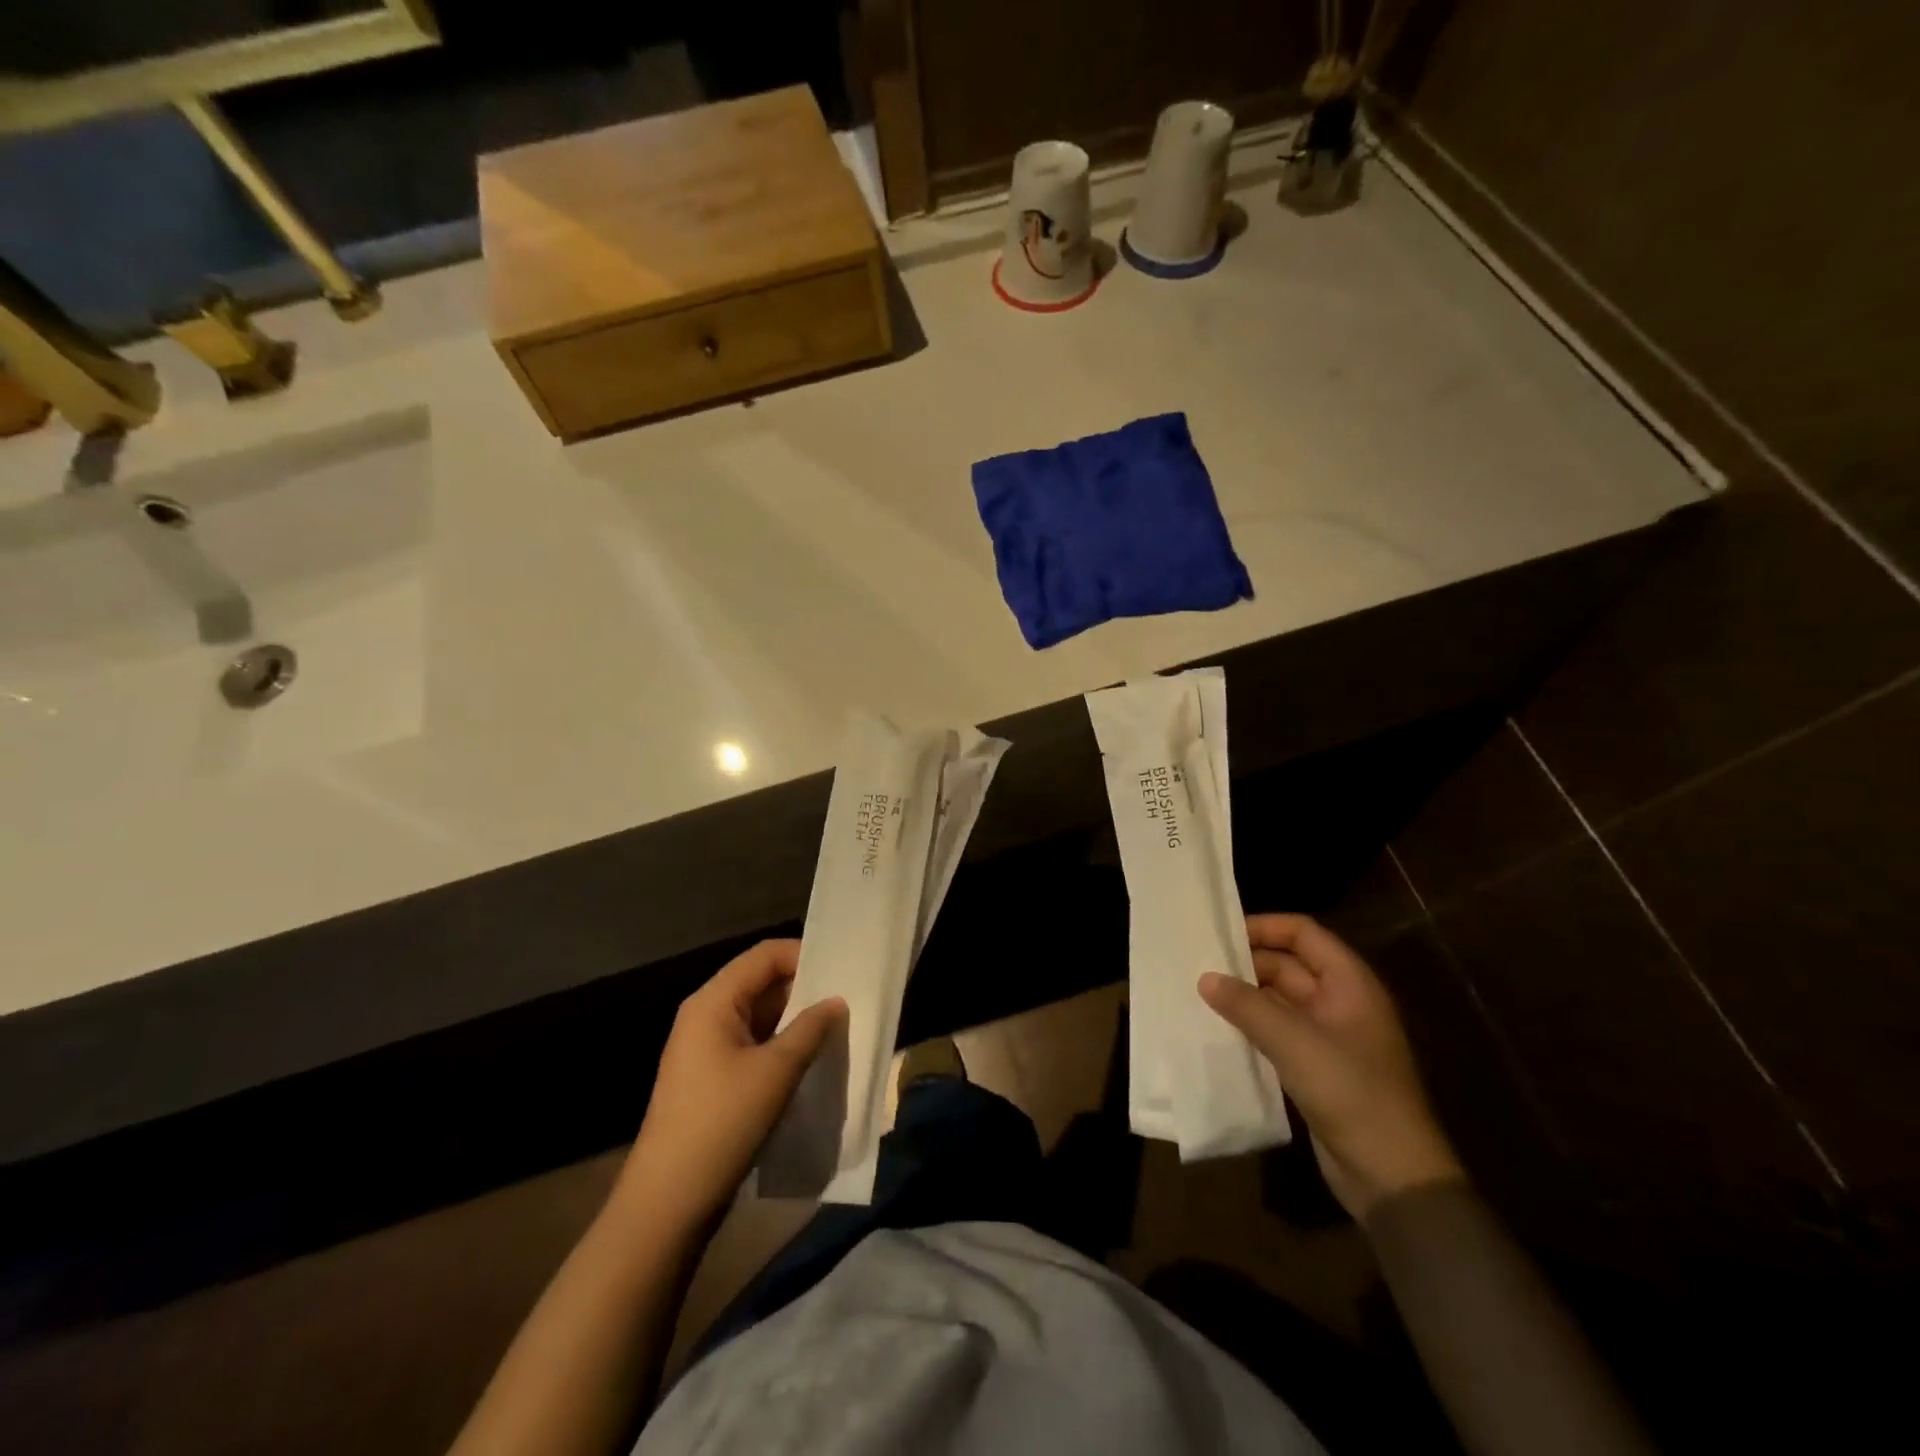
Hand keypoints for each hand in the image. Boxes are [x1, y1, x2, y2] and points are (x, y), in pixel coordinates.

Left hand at [619, 940, 844, 1226]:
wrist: (668, 1203)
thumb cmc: (721, 1124)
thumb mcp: (775, 1072)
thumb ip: (810, 1029)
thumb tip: (836, 1001)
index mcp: (713, 1002)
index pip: (764, 955)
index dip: (804, 956)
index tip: (843, 971)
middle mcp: (706, 1015)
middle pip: (761, 982)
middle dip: (804, 989)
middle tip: (848, 999)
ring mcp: (706, 1048)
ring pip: (759, 1016)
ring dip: (795, 1020)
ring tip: (836, 1028)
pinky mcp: (711, 1078)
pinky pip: (753, 1044)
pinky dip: (781, 1045)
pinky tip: (809, 1059)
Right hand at [1200, 914, 1463, 1221]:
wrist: (1392, 1176)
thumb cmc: (1351, 1093)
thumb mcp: (1295, 1042)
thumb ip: (1247, 1006)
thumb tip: (1205, 978)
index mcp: (1349, 983)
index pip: (1303, 933)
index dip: (1264, 927)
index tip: (1220, 933)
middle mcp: (1340, 1001)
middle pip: (1288, 964)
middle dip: (1246, 963)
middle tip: (1198, 964)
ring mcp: (1328, 1036)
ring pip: (1278, 999)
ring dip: (1244, 996)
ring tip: (1198, 992)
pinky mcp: (1315, 1067)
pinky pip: (1277, 1032)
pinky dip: (1250, 1025)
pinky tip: (1217, 1028)